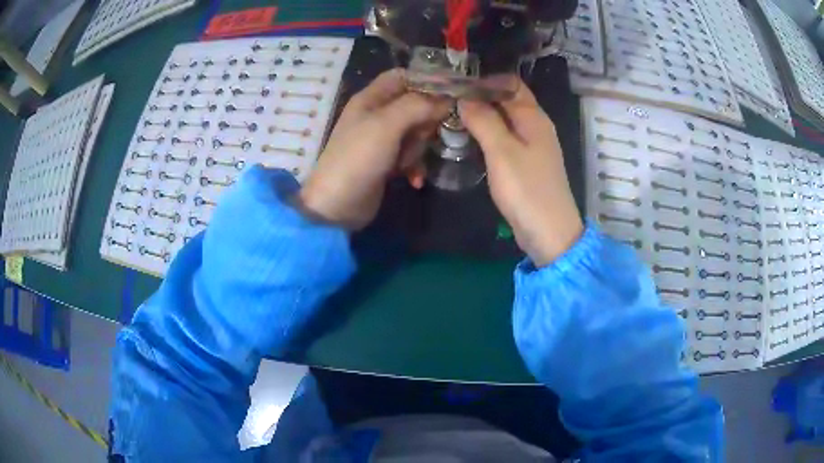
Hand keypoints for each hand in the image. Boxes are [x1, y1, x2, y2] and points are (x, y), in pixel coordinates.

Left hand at [297, 69, 449, 229]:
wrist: (337, 206)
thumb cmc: (358, 158)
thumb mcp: (387, 125)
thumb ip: (418, 105)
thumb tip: (446, 100)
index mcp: (371, 98)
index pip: (403, 76)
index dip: (427, 81)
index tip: (450, 94)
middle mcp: (376, 114)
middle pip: (415, 105)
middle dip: (425, 121)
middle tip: (423, 135)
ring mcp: (381, 139)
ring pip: (416, 131)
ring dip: (419, 148)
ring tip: (408, 162)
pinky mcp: (386, 161)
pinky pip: (410, 155)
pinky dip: (415, 166)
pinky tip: (415, 179)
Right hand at [459, 81, 582, 266]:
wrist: (549, 232)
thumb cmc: (526, 189)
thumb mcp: (501, 151)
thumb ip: (483, 119)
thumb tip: (464, 96)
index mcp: (533, 116)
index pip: (509, 82)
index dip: (484, 79)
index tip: (456, 81)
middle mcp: (535, 125)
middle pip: (507, 100)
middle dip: (479, 96)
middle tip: (448, 98)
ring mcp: (532, 146)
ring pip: (505, 120)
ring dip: (482, 116)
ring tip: (452, 115)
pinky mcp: (526, 163)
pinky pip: (505, 139)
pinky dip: (488, 134)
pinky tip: (469, 138)